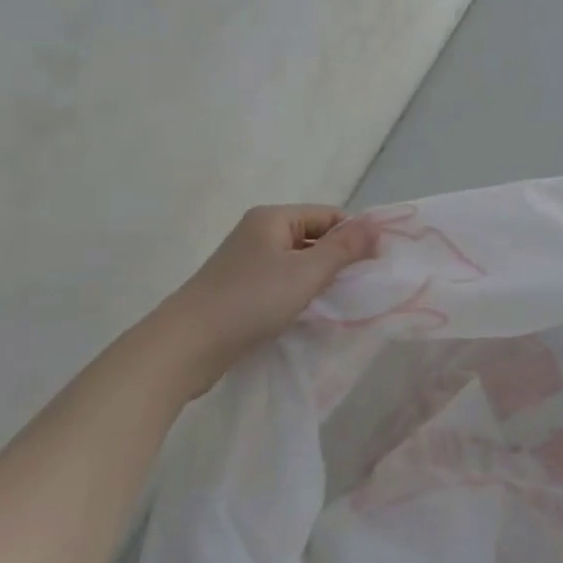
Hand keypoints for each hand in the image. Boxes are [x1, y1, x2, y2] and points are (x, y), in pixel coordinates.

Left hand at [152, 205, 380, 390]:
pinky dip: (297, 294)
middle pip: (313, 237)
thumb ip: (344, 248)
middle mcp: (258, 233)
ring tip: (335, 303)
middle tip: (359, 287)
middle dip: (337, 259)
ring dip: (317, 279)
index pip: (328, 215)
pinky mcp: (238, 290)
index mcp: (273, 218)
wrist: (184, 347)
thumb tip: (377, 224)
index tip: (373, 265)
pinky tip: (306, 314)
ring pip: (297, 262)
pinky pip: (280, 282)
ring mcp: (246, 262)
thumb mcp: (306, 273)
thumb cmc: (250, 301)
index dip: (353, 236)